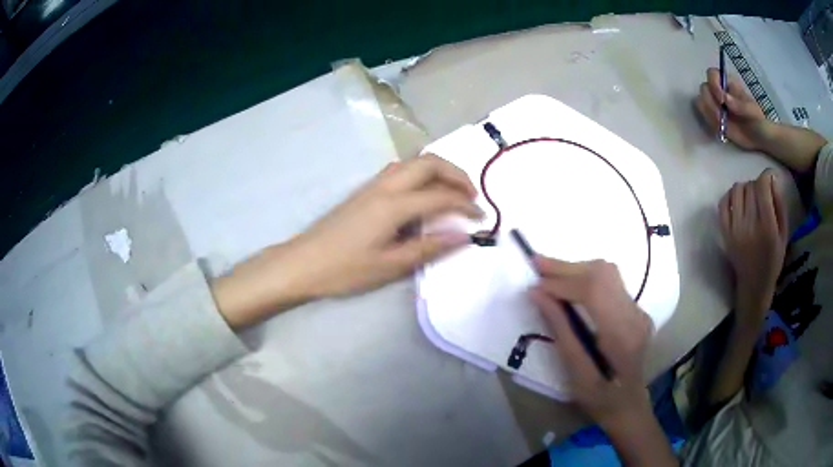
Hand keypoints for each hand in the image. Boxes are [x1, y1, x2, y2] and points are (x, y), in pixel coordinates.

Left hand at [213, 155, 482, 328]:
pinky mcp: (364, 191)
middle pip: (429, 163)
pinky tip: (423, 194)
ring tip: (452, 192)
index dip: (465, 205)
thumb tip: (463, 237)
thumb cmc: (345, 269)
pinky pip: (400, 170)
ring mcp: (372, 185)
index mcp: (394, 205)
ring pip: (413, 162)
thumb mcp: (390, 266)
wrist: (303, 262)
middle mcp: (385, 186)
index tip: (482, 218)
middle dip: (456, 174)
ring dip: (438, 170)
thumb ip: (429, 248)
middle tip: (471, 195)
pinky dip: (421, 174)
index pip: (440, 196)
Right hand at [530, 258, 652, 427]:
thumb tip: (538, 295)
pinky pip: (610, 282)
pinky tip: (568, 285)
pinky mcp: (635, 310)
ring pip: (607, 273)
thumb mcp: (576, 374)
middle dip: (566, 267)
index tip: (535, 285)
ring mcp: (638, 310)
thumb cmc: (600, 399)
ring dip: (576, 269)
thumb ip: (561, 331)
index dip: (562, 282)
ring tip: (547, 271)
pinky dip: (586, 278)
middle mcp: (635, 315)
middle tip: (536, 264)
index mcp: (622, 336)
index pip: (594, 291)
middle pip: (603, 273)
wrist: (630, 406)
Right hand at [696, 67, 773, 150]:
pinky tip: (721, 128)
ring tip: (722, 123)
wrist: (758, 138)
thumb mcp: (753, 111)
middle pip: (704, 88)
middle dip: (710, 102)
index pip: (712, 74)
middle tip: (721, 116)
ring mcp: (715, 105)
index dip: (713, 84)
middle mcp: (718, 91)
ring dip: (709, 114)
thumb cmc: (757, 120)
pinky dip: (711, 123)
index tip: (722, 101)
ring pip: (701, 102)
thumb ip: (740, 104)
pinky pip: (705, 117)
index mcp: (728, 83)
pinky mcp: (714, 118)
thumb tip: (725, 99)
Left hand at [719, 169, 787, 327]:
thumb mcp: (783, 234)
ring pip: (736, 190)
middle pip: (750, 187)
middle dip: (757, 184)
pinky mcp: (724, 233)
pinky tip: (738, 200)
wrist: (754, 285)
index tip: (769, 177)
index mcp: (767, 227)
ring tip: (751, 197)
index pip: (761, 187)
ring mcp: (734, 229)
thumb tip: (772, 179)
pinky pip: (723, 203)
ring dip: (745, 187)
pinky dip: (730, 195)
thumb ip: (780, 205)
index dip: (766, 176)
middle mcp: (749, 225)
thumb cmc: (773, 260)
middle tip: (762, 192)